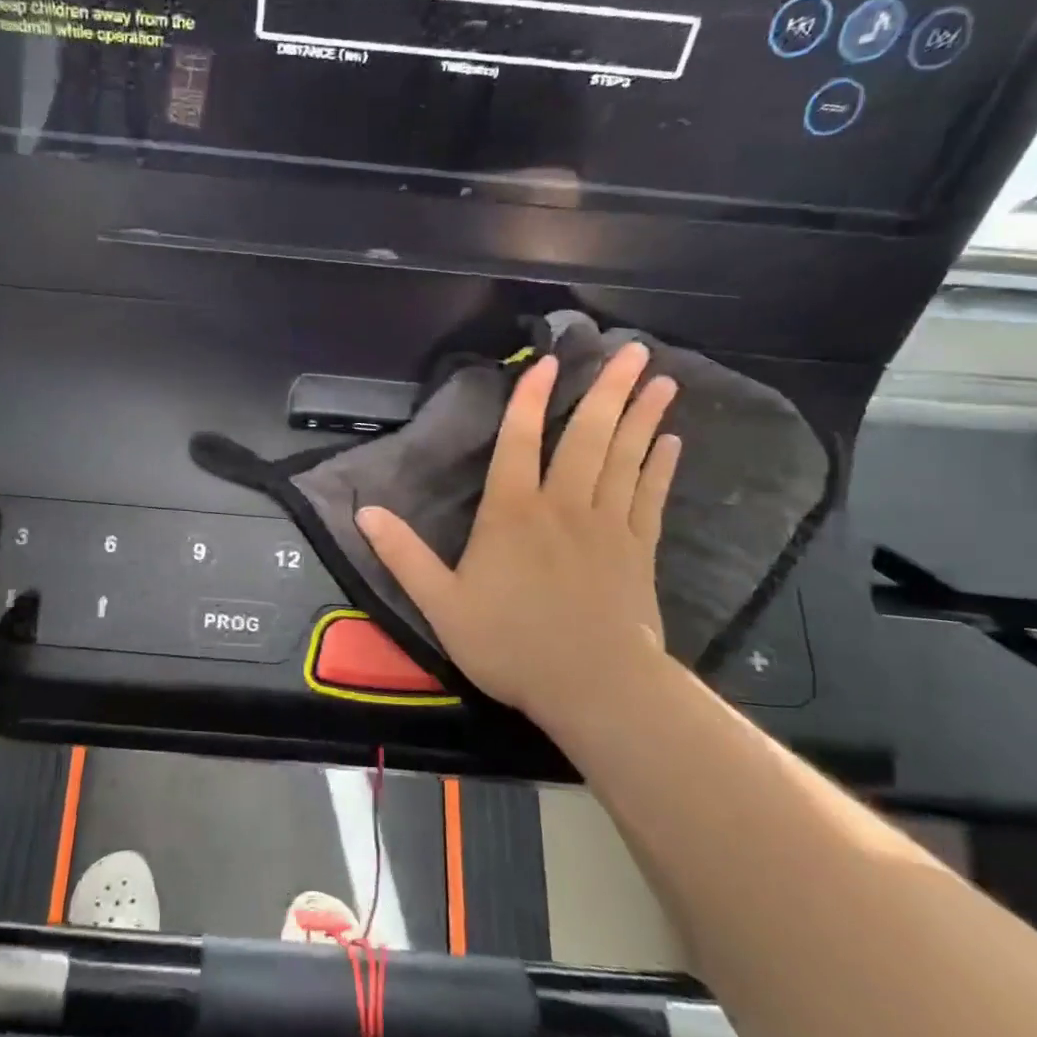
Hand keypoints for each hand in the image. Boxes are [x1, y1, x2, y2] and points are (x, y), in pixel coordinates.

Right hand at [357, 346, 679, 724]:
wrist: (593, 687)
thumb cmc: (511, 645)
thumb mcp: (441, 604)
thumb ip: (403, 555)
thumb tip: (363, 511)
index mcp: (512, 513)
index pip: (518, 442)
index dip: (530, 399)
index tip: (549, 362)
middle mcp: (562, 505)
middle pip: (587, 436)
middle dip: (608, 389)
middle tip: (632, 349)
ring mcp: (607, 525)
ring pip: (626, 457)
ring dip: (643, 416)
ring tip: (661, 379)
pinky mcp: (639, 549)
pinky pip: (650, 496)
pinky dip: (660, 466)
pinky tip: (672, 441)